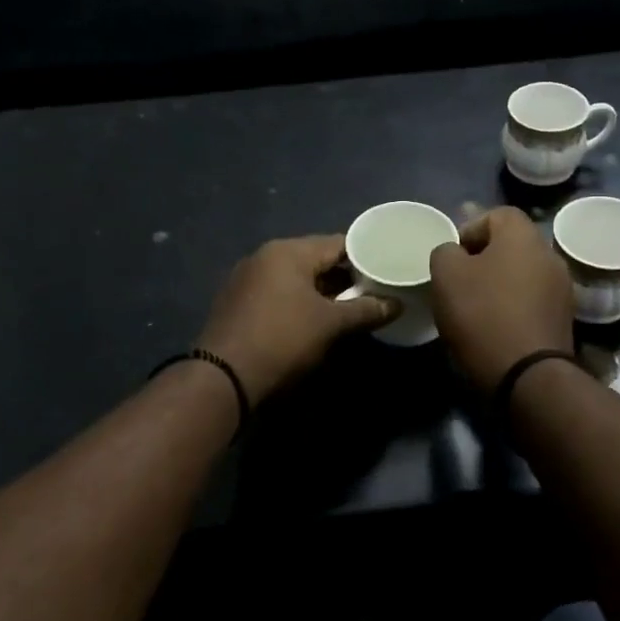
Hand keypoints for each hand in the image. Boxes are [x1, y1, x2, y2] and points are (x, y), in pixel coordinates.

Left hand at [197, 235, 397, 403]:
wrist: (223, 377)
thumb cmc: (283, 340)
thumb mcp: (331, 325)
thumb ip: (366, 310)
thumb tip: (396, 304)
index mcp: (288, 251)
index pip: (338, 243)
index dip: (365, 257)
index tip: (386, 272)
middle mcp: (265, 256)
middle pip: (315, 259)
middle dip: (344, 277)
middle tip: (372, 293)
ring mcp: (247, 278)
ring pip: (295, 277)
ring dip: (321, 291)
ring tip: (348, 309)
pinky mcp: (237, 301)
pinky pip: (277, 292)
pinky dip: (298, 301)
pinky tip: (312, 321)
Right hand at [429, 207, 575, 392]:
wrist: (528, 376)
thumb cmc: (483, 314)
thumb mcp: (446, 275)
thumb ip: (446, 251)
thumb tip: (456, 253)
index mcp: (523, 236)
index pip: (498, 214)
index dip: (471, 228)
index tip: (454, 256)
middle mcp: (549, 255)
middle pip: (512, 245)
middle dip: (484, 259)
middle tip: (460, 281)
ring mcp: (561, 289)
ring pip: (522, 273)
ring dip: (500, 284)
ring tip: (475, 308)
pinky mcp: (563, 319)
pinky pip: (532, 300)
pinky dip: (513, 306)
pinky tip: (495, 327)